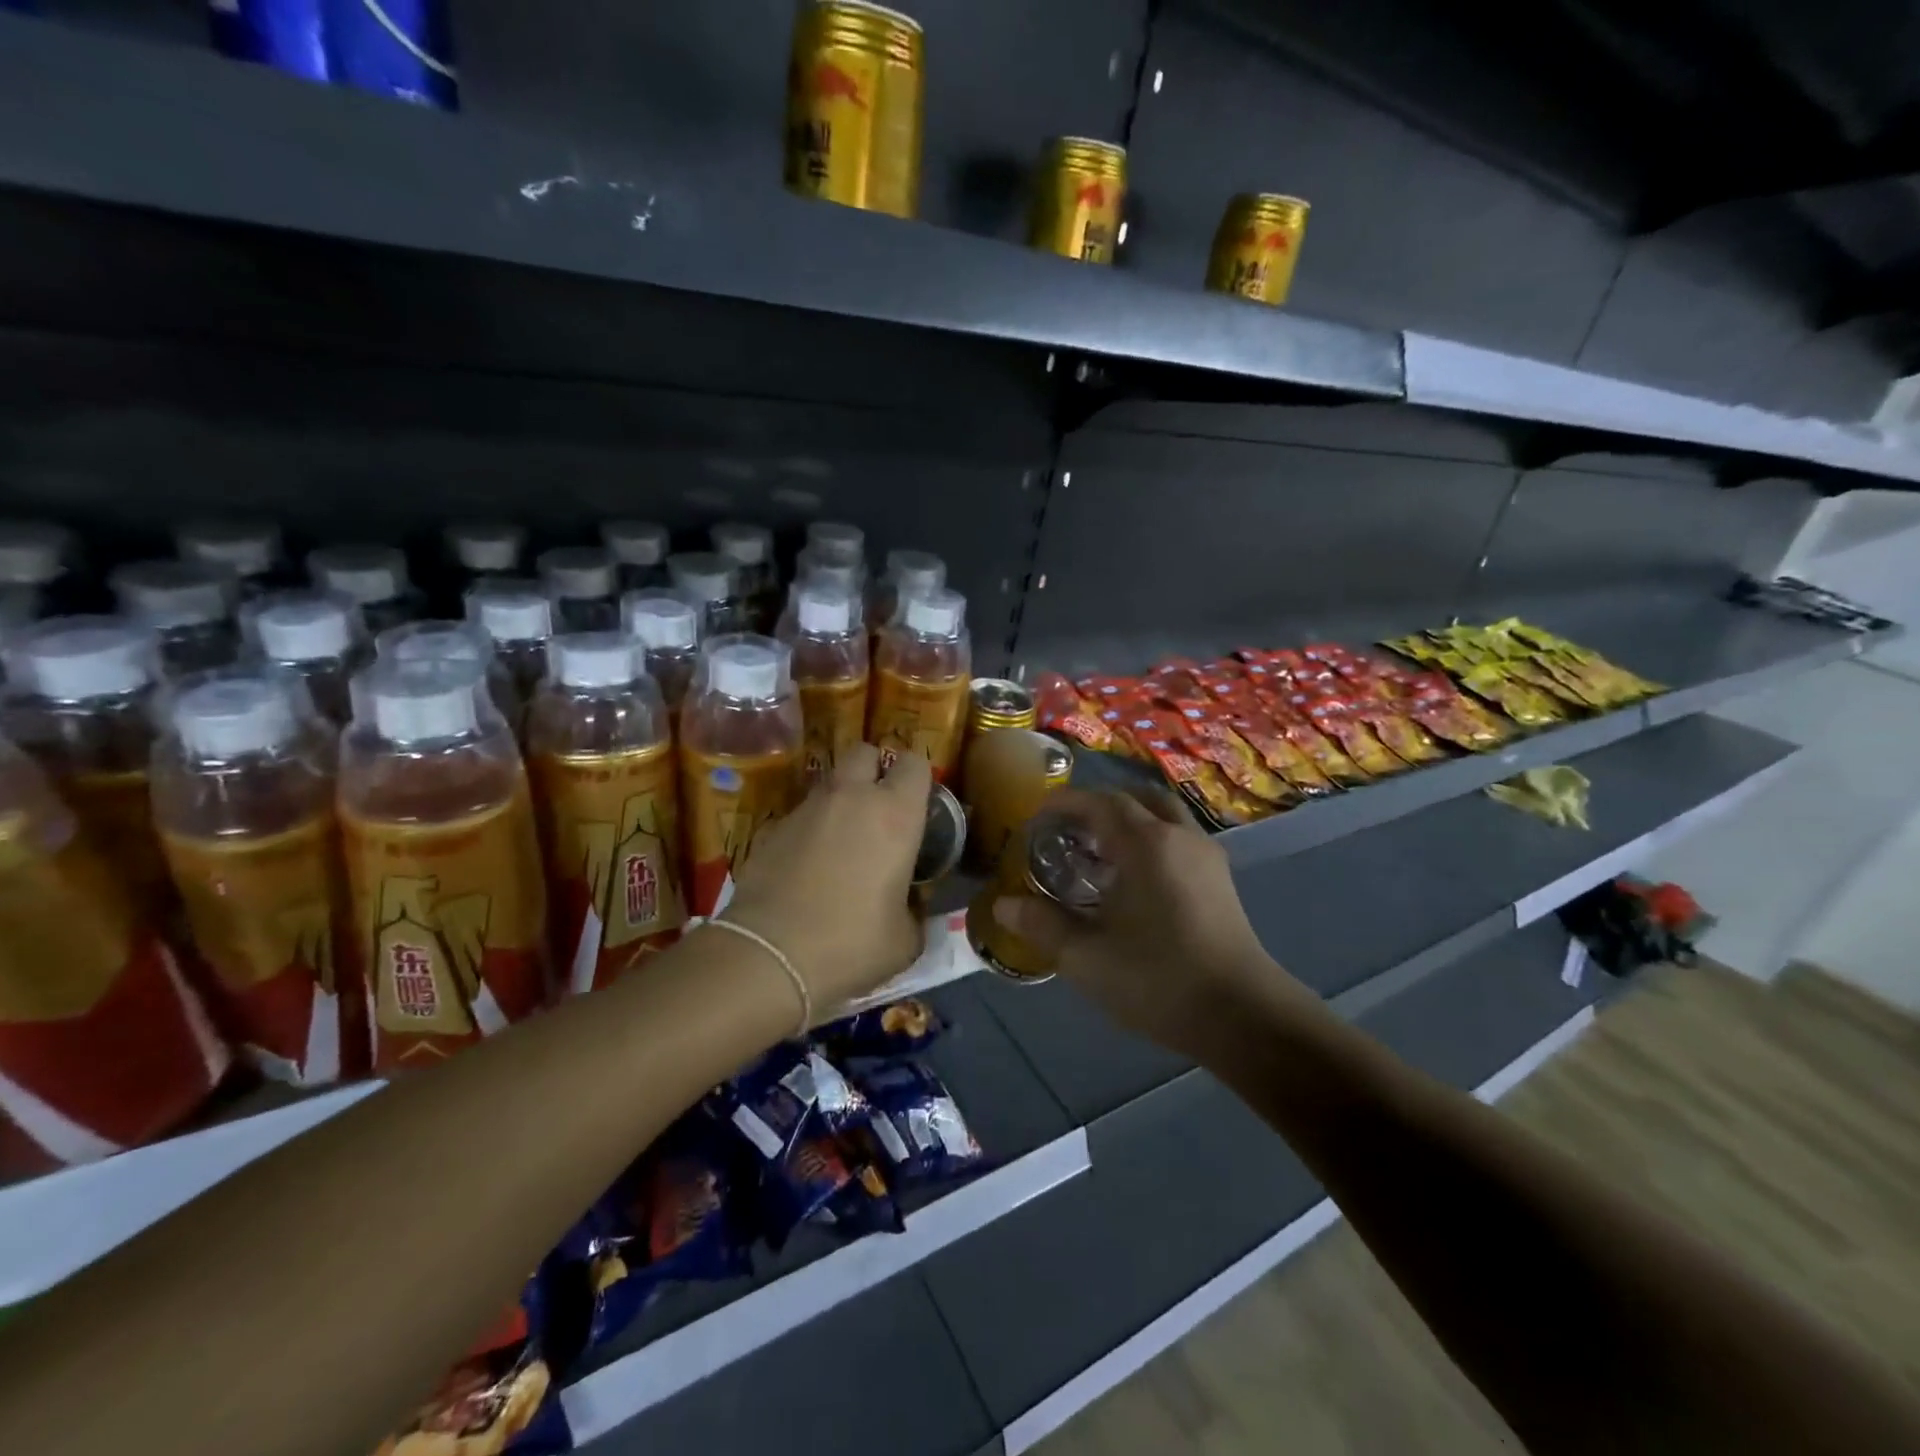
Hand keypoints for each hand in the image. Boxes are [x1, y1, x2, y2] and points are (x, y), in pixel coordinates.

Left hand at [722, 744, 930, 1014]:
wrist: (769, 956)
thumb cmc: (852, 943)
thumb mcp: (905, 939)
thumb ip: (915, 911)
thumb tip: (910, 909)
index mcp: (895, 814)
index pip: (914, 763)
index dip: (918, 778)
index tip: (919, 804)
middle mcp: (851, 797)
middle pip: (865, 752)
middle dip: (874, 770)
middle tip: (879, 808)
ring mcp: (806, 809)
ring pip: (830, 782)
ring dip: (841, 800)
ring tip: (844, 842)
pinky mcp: (771, 829)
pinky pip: (800, 815)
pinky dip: (810, 830)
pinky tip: (808, 868)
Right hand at [990, 788, 1308, 1056]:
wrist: (1242, 1015)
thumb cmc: (1158, 979)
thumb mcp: (1086, 956)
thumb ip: (1042, 924)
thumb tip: (1003, 905)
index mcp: (1145, 843)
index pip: (1099, 802)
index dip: (1064, 803)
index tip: (1036, 817)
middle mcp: (1179, 836)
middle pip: (1136, 798)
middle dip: (1099, 806)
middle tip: (1070, 831)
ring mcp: (1206, 856)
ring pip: (1163, 816)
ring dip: (1130, 822)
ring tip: (1100, 854)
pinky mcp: (1221, 880)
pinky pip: (1179, 839)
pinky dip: (1152, 840)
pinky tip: (1135, 881)